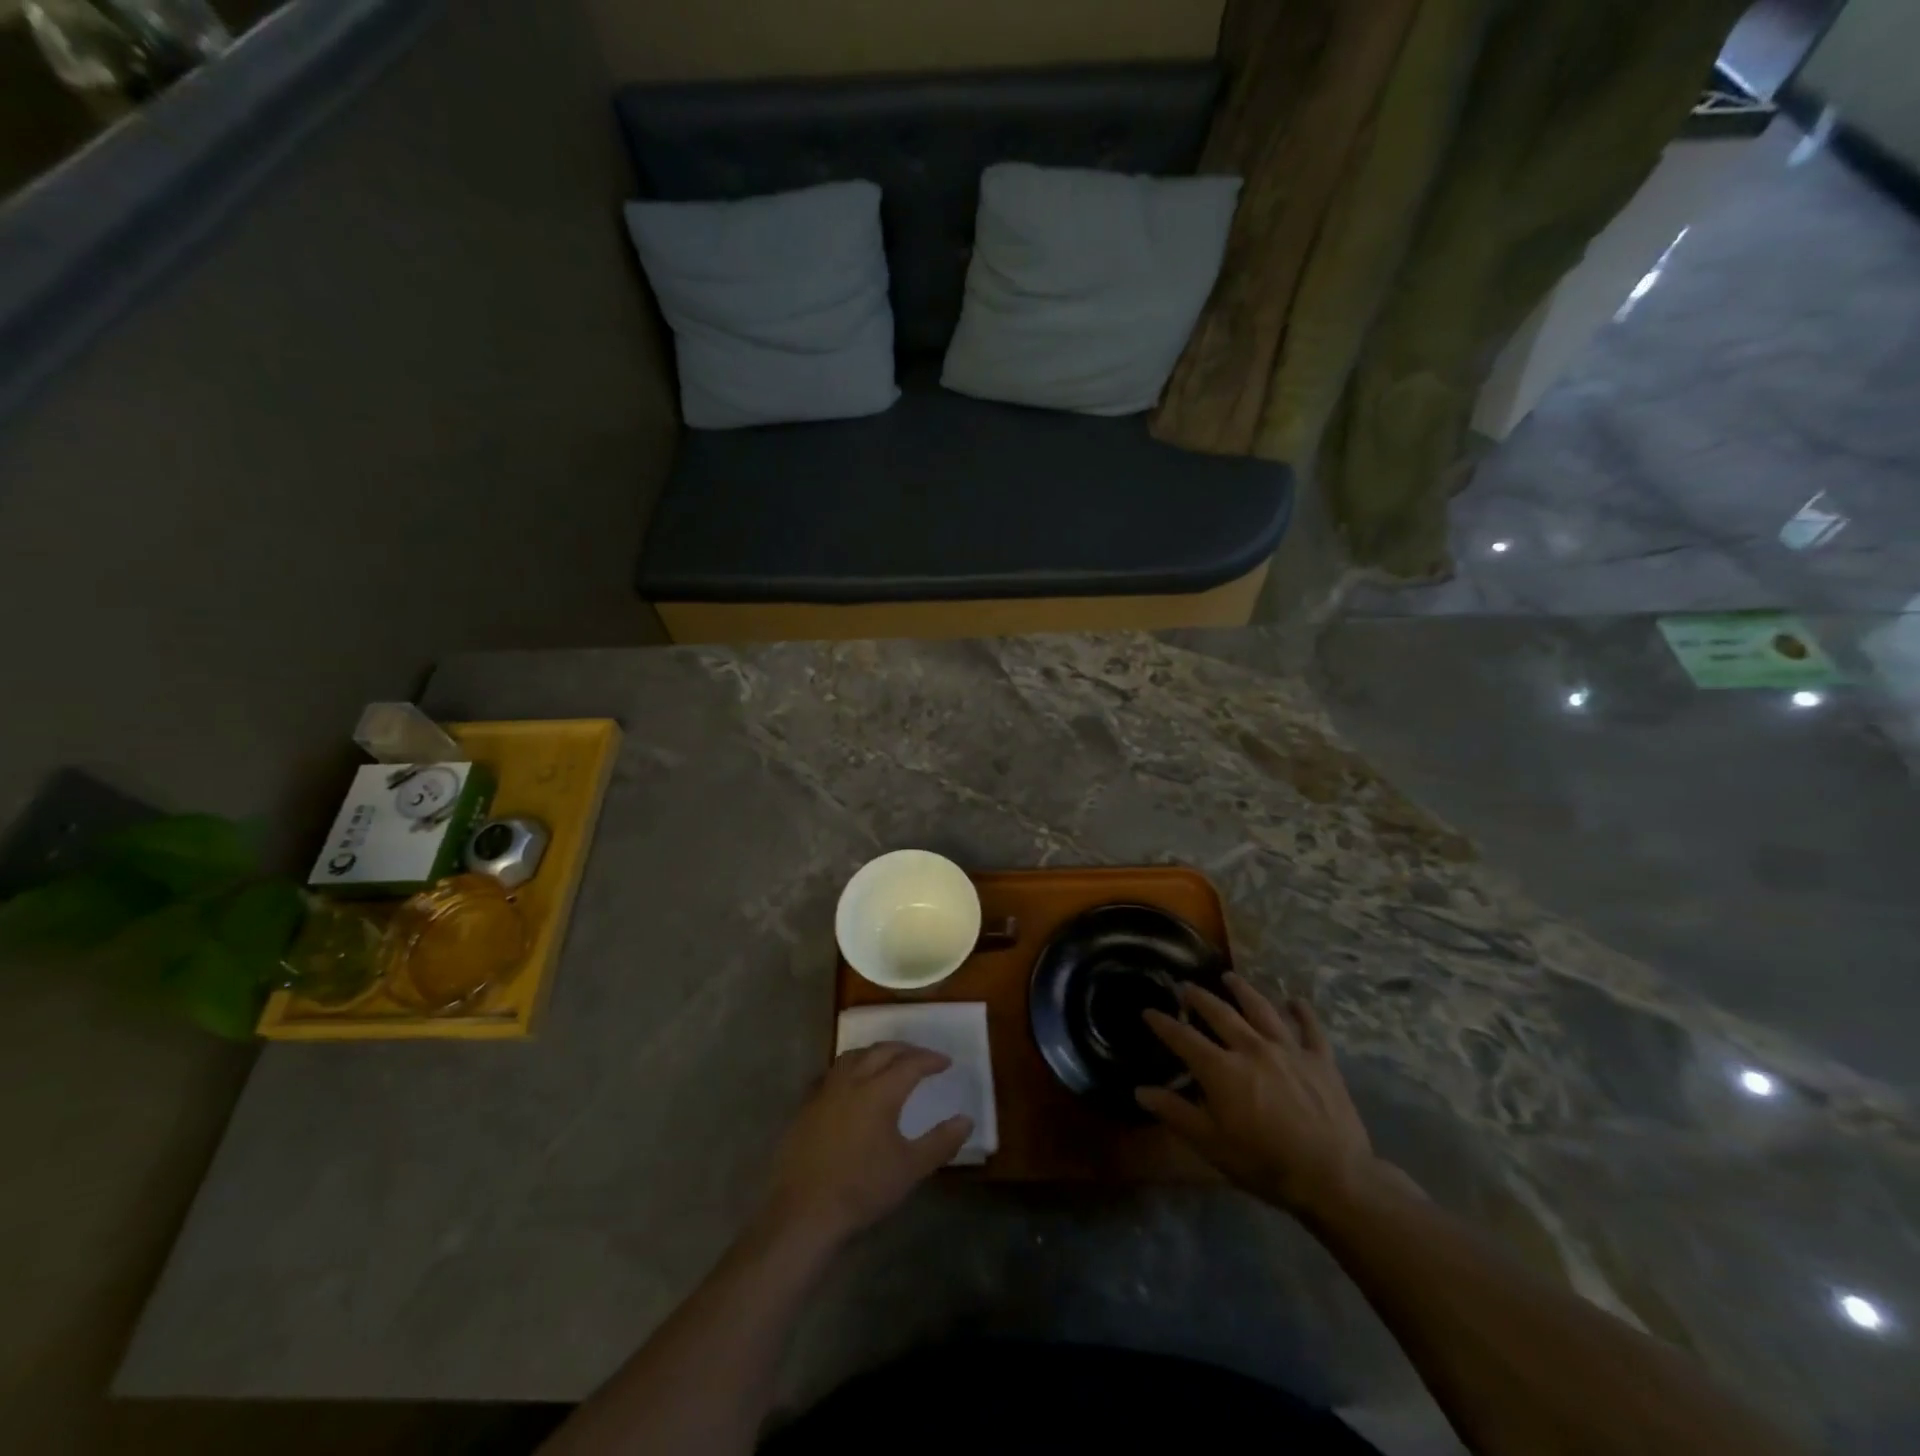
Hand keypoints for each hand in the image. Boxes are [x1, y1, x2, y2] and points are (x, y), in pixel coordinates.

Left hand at [764, 1043, 971, 1250]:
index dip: (930, 1060)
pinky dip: (850, 1069)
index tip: (946, 1062)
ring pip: (853, 1056)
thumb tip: (966, 1120)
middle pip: (881, 1051)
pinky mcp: (806, 1107)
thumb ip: (940, 1142)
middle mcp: (852, 1081)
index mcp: (879, 1091)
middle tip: (921, 1057)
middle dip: (904, 1050)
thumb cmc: (862, 1189)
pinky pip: (832, 1074)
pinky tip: (852, 1085)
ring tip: (887, 1062)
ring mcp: (825, 1092)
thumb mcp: (910, 1168)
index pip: (910, 1063)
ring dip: (875, 1053)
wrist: (804, 1212)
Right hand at [1138, 973, 1378, 1216]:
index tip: (1148, 1011)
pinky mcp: (1321, 1060)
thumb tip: (1141, 1090)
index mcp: (1222, 1069)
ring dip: (1243, 990)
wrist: (1334, 1178)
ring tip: (1229, 977)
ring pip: (1261, 1009)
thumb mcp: (1212, 1145)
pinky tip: (1295, 1000)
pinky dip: (1302, 1011)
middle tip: (1186, 987)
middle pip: (1221, 1014)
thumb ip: (1176, 1113)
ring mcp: (1289, 1050)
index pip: (1184, 1038)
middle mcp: (1252, 1048)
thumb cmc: (1266, 1164)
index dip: (1163, 1024)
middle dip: (1199, 998)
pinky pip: (1310, 1028)